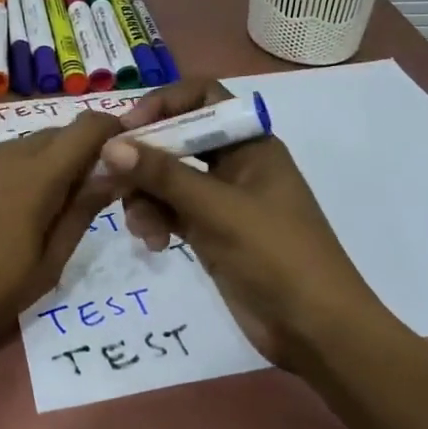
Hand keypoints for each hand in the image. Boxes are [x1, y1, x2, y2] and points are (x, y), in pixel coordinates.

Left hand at [0, 112, 123, 401]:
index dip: (109, 127)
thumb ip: (82, 211)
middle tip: (86, 184)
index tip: (122, 146)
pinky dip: (10, 170)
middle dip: (77, 148)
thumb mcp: (49, 264)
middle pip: (53, 133)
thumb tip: (114, 173)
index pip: (83, 128)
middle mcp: (2, 157)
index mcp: (34, 180)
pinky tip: (1, 206)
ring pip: (20, 144)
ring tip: (43, 200)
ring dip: (42, 159)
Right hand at [100, 79, 383, 366]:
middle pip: (177, 138)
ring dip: (146, 196)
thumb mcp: (219, 210)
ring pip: (168, 178)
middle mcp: (234, 163)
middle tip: (112, 179)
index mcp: (250, 143)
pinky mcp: (211, 232)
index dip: (164, 104)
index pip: (202, 97)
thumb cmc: (277, 256)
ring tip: (141, 227)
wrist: (316, 330)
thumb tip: (111, 145)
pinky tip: (153, 243)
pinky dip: (156, 220)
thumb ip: (164, 175)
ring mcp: (222, 199)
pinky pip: (171, 210)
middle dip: (144, 158)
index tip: (129, 129)